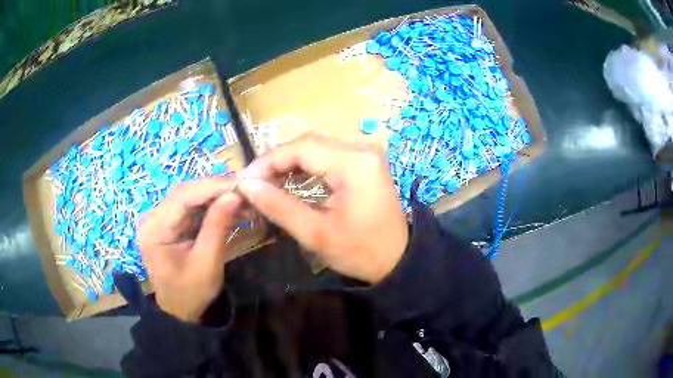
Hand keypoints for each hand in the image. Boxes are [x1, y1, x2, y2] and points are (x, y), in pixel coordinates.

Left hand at [137, 177, 241, 321]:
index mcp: (154, 229)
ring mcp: (158, 219)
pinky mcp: (167, 223)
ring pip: (189, 197)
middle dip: (215, 190)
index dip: (212, 186)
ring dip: (215, 196)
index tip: (241, 183)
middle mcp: (152, 217)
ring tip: (241, 198)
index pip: (183, 197)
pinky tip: (227, 206)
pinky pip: (190, 207)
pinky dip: (209, 206)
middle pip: (185, 193)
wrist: (179, 310)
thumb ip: (217, 227)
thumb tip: (234, 195)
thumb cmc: (191, 293)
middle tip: (245, 189)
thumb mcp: (207, 263)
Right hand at [238, 133, 408, 283]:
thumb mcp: (316, 233)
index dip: (268, 161)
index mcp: (354, 162)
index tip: (244, 179)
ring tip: (266, 182)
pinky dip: (306, 166)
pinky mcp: (365, 162)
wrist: (398, 260)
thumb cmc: (360, 251)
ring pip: (317, 148)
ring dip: (290, 162)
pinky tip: (290, 180)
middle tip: (253, 181)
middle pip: (309, 143)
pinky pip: (328, 156)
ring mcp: (365, 153)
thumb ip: (279, 206)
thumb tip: (247, 185)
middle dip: (277, 161)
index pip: (301, 148)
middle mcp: (362, 149)